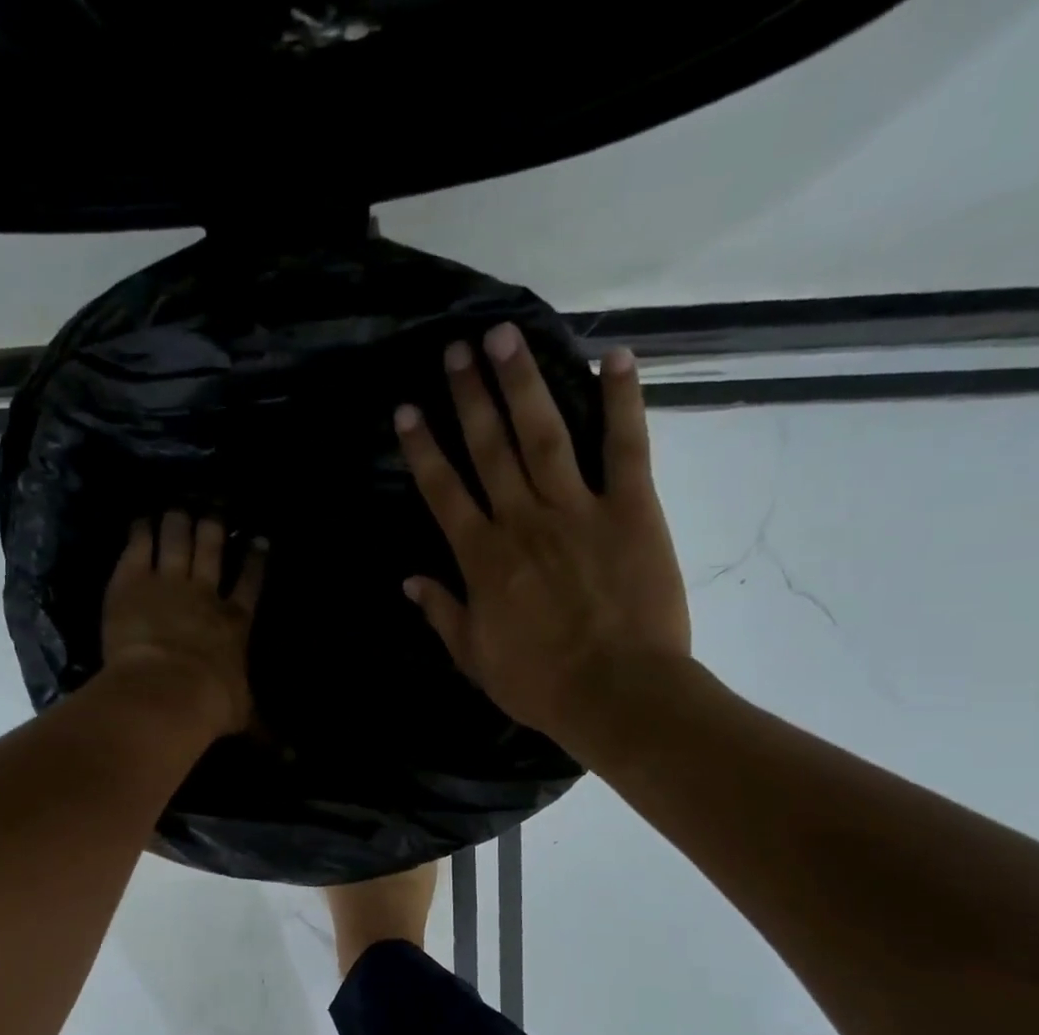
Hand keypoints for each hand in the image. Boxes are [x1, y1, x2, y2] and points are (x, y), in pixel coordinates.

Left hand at [101, 513, 266, 738]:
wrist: (166, 691)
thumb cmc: (210, 705)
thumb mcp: (243, 716)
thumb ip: (263, 727)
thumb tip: (289, 757)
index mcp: (235, 622)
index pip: (250, 582)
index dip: (255, 559)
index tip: (258, 539)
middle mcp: (205, 593)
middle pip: (211, 550)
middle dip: (213, 528)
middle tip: (212, 510)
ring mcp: (168, 582)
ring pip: (177, 539)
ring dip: (178, 521)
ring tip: (177, 507)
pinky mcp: (132, 581)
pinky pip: (138, 546)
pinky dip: (140, 531)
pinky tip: (141, 520)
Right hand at [396, 322, 689, 749]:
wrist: (618, 694)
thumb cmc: (540, 683)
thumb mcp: (475, 657)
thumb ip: (443, 612)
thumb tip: (410, 580)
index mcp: (482, 557)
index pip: (443, 491)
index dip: (422, 447)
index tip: (407, 409)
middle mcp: (522, 520)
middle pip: (489, 447)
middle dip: (469, 396)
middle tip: (456, 348)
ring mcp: (578, 509)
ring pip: (543, 434)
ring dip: (522, 383)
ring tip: (505, 336)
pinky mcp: (631, 509)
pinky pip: (625, 447)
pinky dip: (622, 401)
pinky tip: (615, 358)